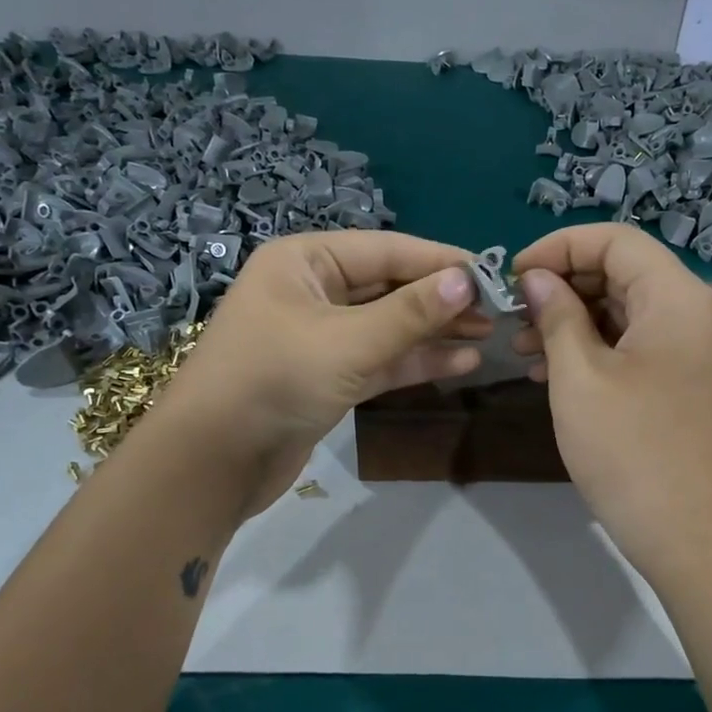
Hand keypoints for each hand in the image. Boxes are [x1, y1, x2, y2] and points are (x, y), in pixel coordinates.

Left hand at [147, 231, 486, 515]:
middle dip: (441, 299)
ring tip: (489, 335)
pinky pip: (380, 360)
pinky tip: (461, 363)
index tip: (493, 273)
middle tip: (498, 310)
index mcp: (304, 261)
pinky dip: (415, 362)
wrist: (214, 461)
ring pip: (388, 326)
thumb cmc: (275, 380)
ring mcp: (319, 337)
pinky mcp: (327, 378)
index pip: (387, 250)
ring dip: (435, 332)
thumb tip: (468, 279)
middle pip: (389, 287)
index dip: (441, 261)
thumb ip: (411, 312)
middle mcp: (312, 291)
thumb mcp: (349, 341)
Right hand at [513, 224, 711, 586]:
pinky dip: (591, 350)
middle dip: (562, 286)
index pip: (614, 240)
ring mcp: (689, 351)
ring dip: (571, 321)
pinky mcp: (681, 383)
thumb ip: (556, 316)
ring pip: (623, 311)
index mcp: (675, 297)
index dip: (558, 247)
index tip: (511, 277)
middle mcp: (690, 313)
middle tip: (513, 317)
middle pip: (620, 272)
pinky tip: (550, 373)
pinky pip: (632, 346)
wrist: (694, 536)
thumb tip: (536, 278)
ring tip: (521, 349)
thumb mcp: (579, 377)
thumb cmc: (632, 450)